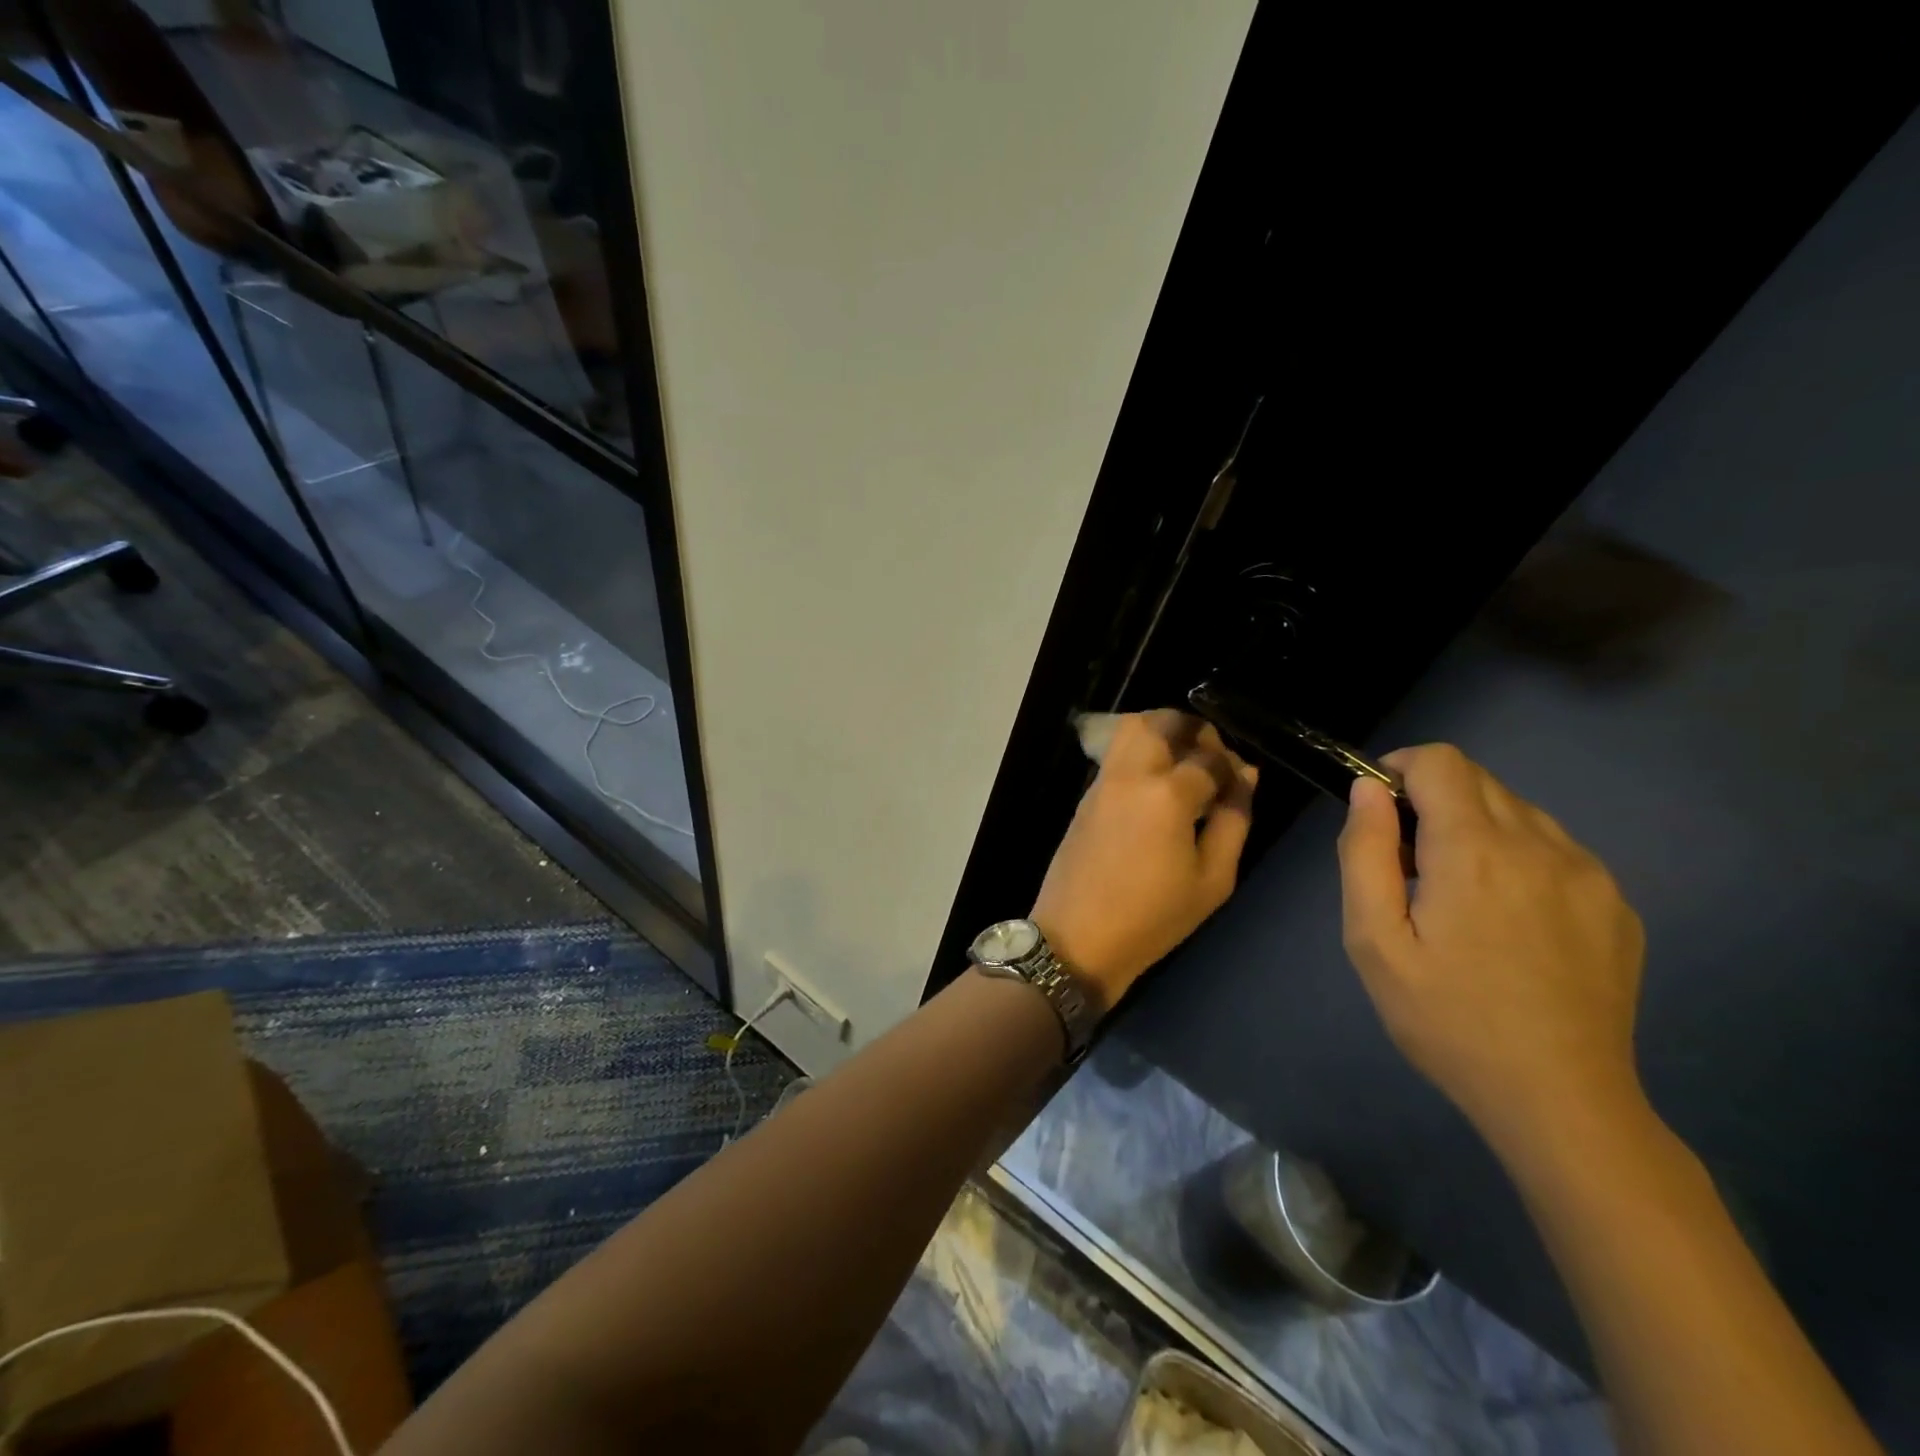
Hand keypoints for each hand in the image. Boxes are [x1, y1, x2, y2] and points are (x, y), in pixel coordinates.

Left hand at [1032, 711, 1257, 1010]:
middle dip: (1194, 729)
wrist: (1078, 937)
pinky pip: (1115, 752)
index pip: (1210, 757)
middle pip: (1163, 721)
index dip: (1232, 765)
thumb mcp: (1212, 880)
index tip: (1240, 784)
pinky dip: (1139, 749)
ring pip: (1132, 727)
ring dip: (1162, 730)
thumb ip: (1234, 821)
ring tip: (1183, 763)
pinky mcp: (1087, 794)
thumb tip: (1245, 777)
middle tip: (1210, 758)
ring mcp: (1103, 780)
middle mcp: (1132, 774)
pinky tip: (1155, 783)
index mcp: (1168, 794)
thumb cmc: (1153, 917)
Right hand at [1338, 744, 1646, 1156]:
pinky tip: (1509, 920)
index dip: (1400, 769)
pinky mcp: (1617, 905)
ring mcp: (1590, 874)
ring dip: (1477, 829)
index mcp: (1475, 850)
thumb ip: (1364, 853)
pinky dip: (1519, 858)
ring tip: (1459, 895)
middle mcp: (1541, 845)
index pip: (1441, 761)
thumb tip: (1368, 791)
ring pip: (1520, 812)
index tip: (1380, 811)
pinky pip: (1556, 850)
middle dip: (1433, 801)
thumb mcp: (1374, 941)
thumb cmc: (1447, 1019)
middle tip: (1409, 865)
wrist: (1560, 1101)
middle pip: (1480, 780)